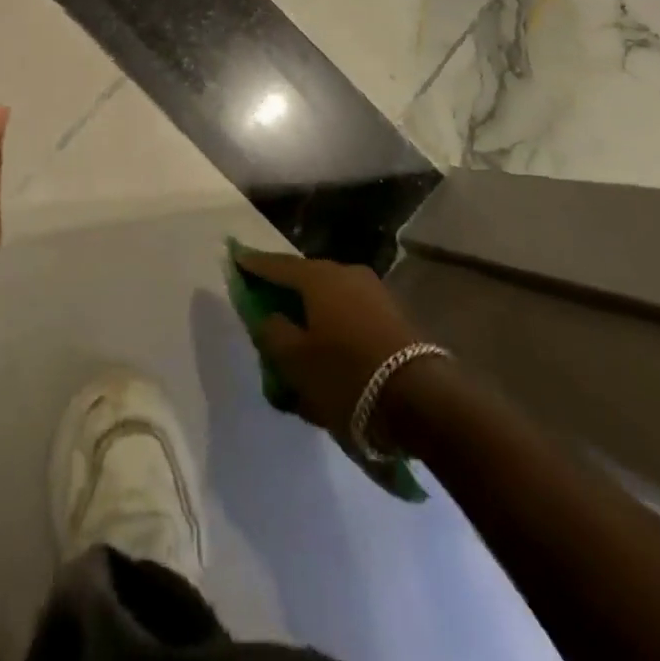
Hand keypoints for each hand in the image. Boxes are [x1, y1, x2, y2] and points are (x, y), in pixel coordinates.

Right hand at [235, 251, 425, 440]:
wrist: (424, 402)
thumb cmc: (347, 375)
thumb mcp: (294, 360)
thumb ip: (272, 331)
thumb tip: (268, 315)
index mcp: (318, 276)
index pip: (275, 265)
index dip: (252, 265)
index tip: (235, 259)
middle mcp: (346, 273)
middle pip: (304, 282)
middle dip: (284, 296)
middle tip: (266, 310)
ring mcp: (374, 294)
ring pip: (330, 302)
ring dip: (312, 319)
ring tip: (299, 346)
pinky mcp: (394, 318)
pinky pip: (350, 318)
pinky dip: (334, 332)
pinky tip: (329, 358)